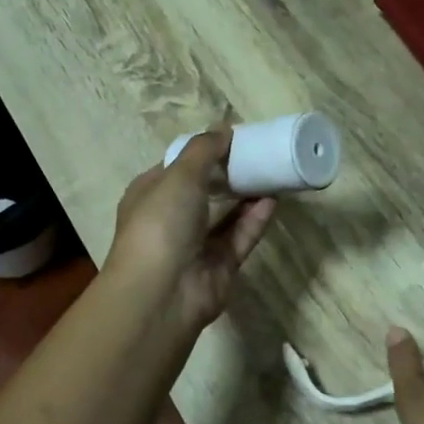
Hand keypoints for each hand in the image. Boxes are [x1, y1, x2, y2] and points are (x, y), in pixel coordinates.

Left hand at [106, 130, 275, 334]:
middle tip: (259, 154)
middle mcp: (171, 219)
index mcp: (150, 194)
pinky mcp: (220, 266)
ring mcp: (196, 245)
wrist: (162, 293)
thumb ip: (204, 150)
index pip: (176, 167)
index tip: (232, 138)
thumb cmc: (160, 224)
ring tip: (273, 172)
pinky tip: (274, 200)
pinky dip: (255, 219)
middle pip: (205, 190)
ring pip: (226, 215)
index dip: (202, 152)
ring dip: (247, 195)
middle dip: (229, 174)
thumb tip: (224, 130)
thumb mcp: (179, 175)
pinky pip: (240, 237)